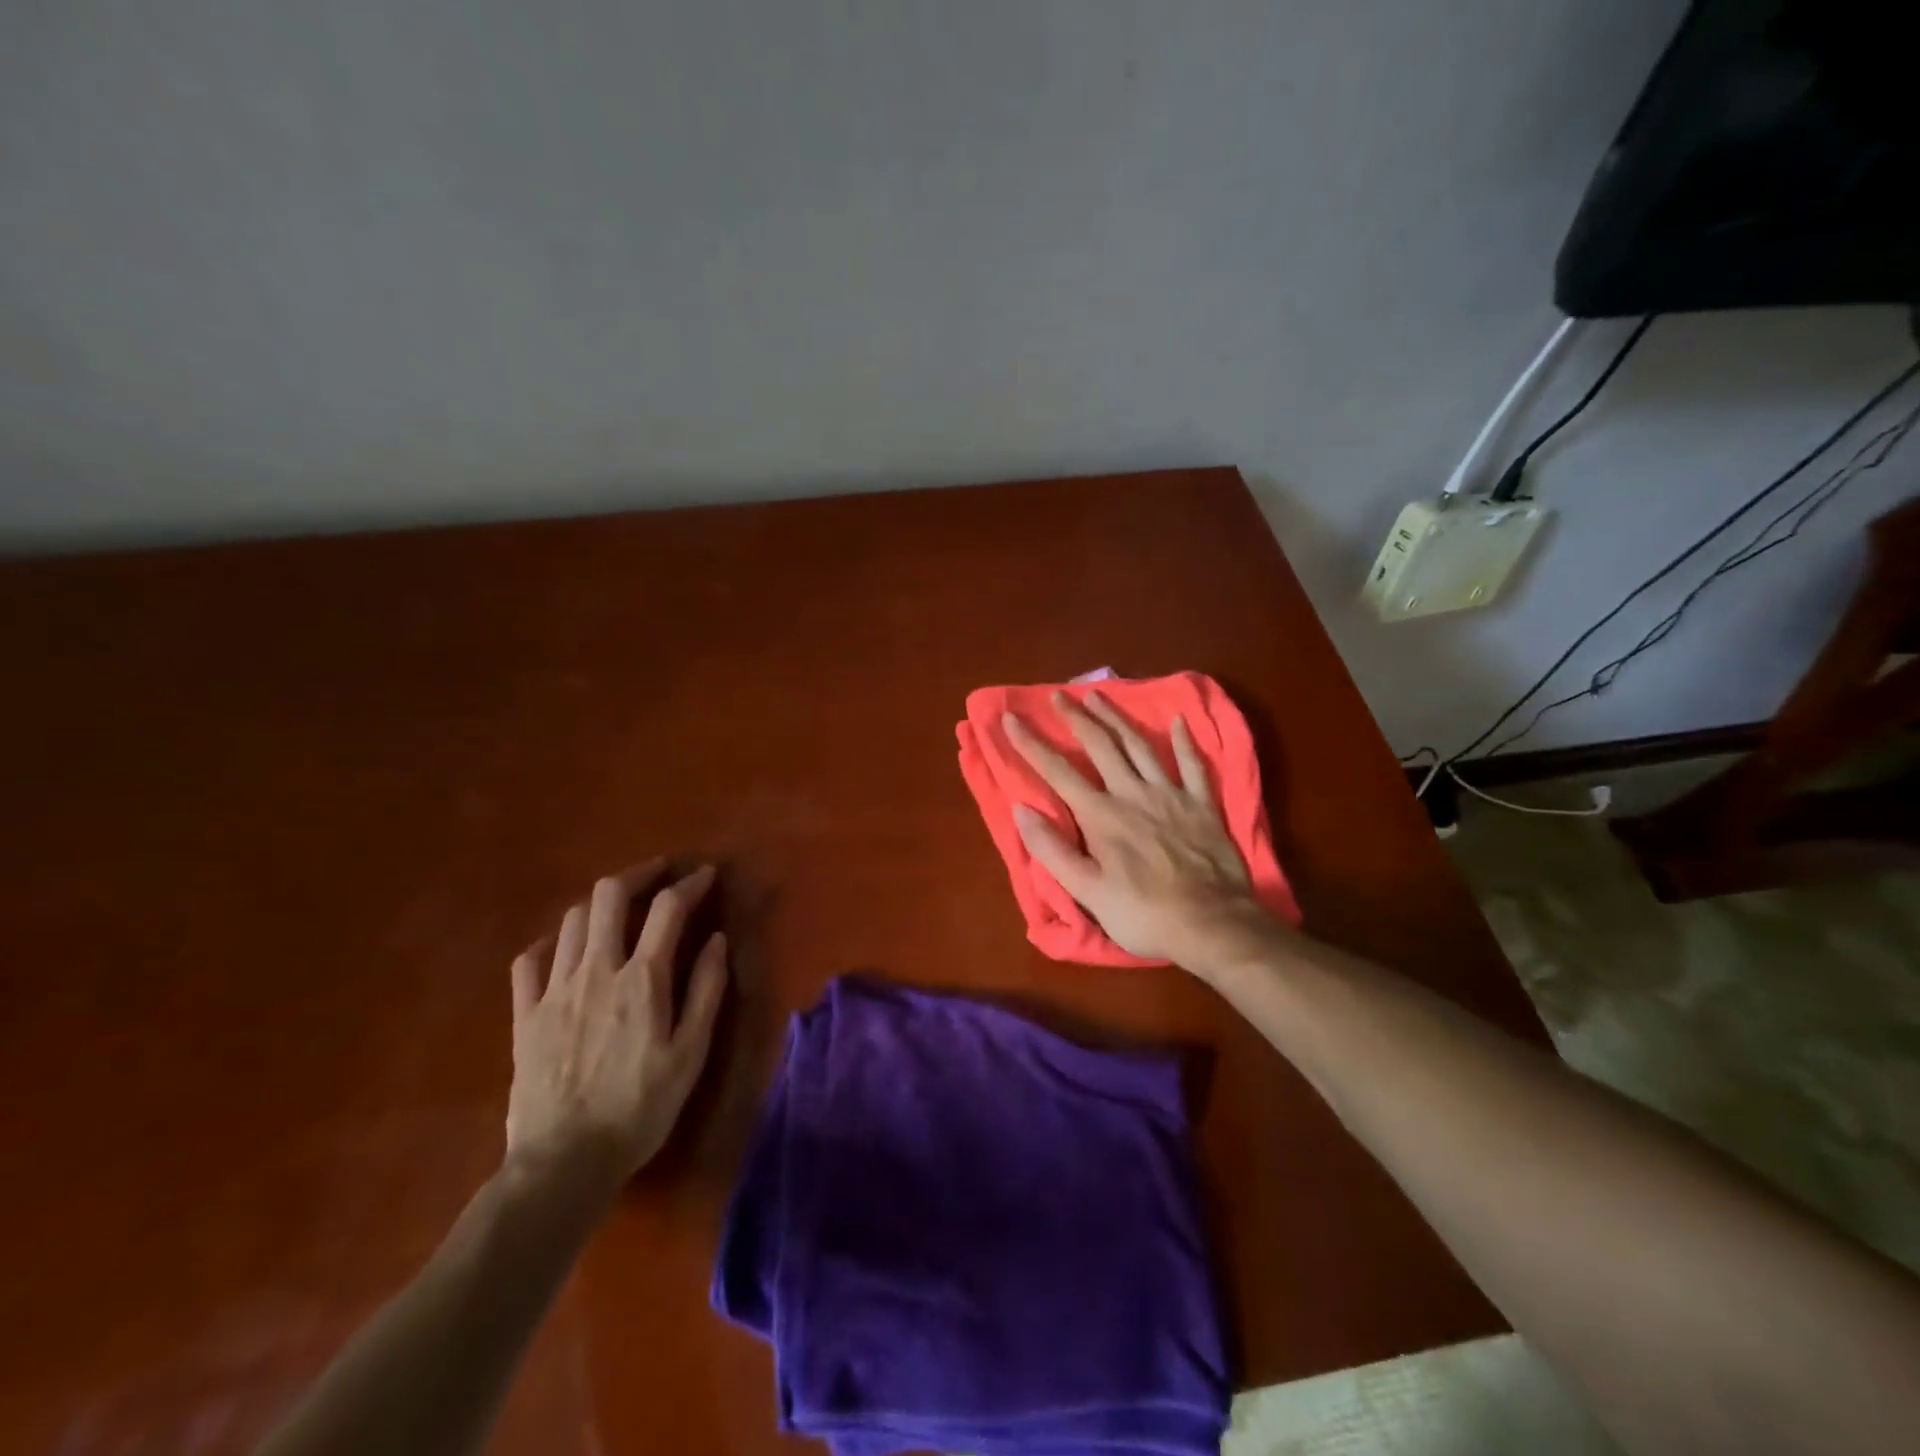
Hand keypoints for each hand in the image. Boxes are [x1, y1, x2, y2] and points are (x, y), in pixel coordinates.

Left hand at [507, 862, 727, 1188]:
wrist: (563, 1163)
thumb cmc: (640, 1108)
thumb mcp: (690, 1054)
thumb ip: (706, 990)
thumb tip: (717, 940)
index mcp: (642, 979)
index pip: (668, 909)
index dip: (691, 884)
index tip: (706, 875)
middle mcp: (596, 970)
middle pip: (609, 896)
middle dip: (638, 874)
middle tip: (659, 874)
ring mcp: (554, 990)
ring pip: (572, 920)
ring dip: (601, 903)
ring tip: (620, 909)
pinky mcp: (524, 1015)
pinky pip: (529, 960)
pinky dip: (551, 942)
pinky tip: (565, 949)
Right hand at [1004, 691, 1270, 967]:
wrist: (1211, 924)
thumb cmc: (1143, 913)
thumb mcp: (1087, 892)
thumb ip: (1052, 850)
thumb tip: (1022, 810)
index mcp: (1101, 815)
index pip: (1058, 772)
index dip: (1031, 744)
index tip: (1011, 718)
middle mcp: (1133, 793)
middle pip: (1100, 745)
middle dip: (1076, 717)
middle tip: (1059, 695)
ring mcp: (1170, 794)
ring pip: (1139, 745)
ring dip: (1117, 718)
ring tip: (1099, 696)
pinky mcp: (1202, 804)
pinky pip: (1192, 764)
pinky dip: (1184, 742)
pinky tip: (1178, 722)